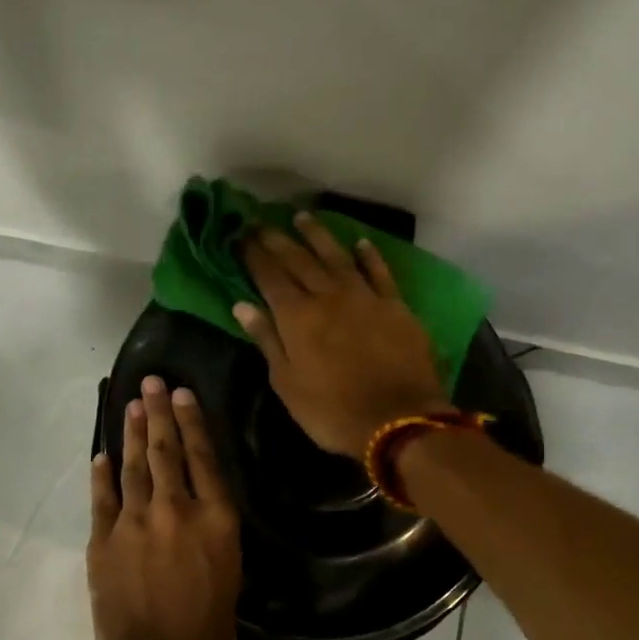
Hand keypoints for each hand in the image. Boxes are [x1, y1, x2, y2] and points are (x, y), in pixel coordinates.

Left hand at [87, 377, 241, 639]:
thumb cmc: (209, 632)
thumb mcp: (230, 576)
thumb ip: (213, 536)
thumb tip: (200, 514)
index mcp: (216, 520)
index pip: (203, 458)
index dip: (191, 422)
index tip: (182, 394)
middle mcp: (176, 510)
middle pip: (165, 452)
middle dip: (157, 414)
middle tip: (151, 383)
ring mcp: (135, 522)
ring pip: (133, 467)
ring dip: (132, 434)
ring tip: (131, 406)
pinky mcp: (104, 540)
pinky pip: (102, 498)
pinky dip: (101, 475)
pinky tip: (101, 456)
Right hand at [237, 212, 447, 457]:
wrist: (398, 421)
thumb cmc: (331, 411)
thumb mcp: (287, 383)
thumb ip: (266, 340)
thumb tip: (242, 305)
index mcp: (297, 317)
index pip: (269, 276)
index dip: (253, 255)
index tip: (240, 236)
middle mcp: (328, 296)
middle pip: (299, 260)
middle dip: (277, 239)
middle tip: (261, 222)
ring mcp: (365, 297)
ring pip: (337, 256)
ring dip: (318, 235)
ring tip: (302, 218)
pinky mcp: (396, 305)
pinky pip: (379, 272)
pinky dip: (369, 255)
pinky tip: (360, 243)